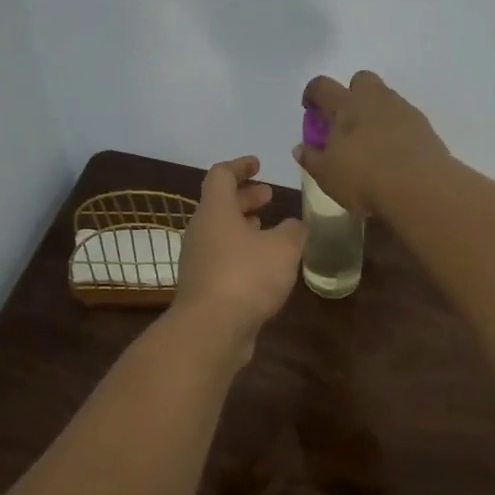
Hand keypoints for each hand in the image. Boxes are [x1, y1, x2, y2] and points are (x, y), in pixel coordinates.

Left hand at [173, 156, 307, 348]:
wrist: (211, 330)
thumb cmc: (246, 276)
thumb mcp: (283, 248)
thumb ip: (294, 231)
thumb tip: (296, 226)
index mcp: (215, 211)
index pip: (221, 175)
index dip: (240, 166)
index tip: (258, 164)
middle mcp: (201, 231)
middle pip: (220, 204)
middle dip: (245, 197)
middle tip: (269, 195)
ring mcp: (198, 260)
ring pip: (221, 232)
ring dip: (244, 226)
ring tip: (269, 229)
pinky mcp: (203, 287)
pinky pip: (222, 258)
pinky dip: (241, 252)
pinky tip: (263, 266)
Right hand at [295, 71, 449, 215]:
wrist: (420, 188)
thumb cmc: (364, 178)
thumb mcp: (327, 175)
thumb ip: (311, 159)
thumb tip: (300, 148)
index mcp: (346, 105)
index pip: (322, 86)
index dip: (313, 93)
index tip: (310, 107)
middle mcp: (374, 99)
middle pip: (361, 79)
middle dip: (352, 93)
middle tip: (347, 120)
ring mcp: (402, 109)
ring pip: (385, 97)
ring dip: (376, 111)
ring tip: (371, 141)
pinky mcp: (424, 125)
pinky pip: (404, 117)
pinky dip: (396, 128)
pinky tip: (394, 152)